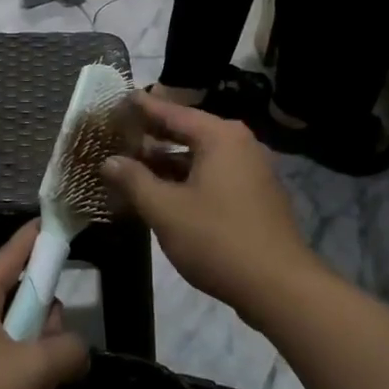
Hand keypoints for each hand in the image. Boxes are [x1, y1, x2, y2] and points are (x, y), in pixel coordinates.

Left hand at [0, 224, 89, 388]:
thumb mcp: (34, 369)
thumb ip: (68, 348)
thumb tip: (77, 351)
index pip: (12, 254)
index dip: (38, 237)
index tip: (59, 219)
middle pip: (23, 304)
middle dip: (46, 327)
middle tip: (61, 347)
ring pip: (24, 348)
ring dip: (39, 373)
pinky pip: (14, 384)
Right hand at [100, 95, 320, 320]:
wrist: (279, 288)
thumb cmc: (217, 239)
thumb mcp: (166, 209)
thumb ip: (134, 180)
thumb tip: (109, 161)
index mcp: (220, 137)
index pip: (172, 112)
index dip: (142, 107)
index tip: (118, 100)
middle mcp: (240, 144)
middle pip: (188, 131)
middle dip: (153, 135)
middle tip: (119, 133)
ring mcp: (252, 170)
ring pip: (201, 156)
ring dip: (168, 161)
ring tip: (133, 164)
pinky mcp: (256, 196)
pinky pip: (214, 174)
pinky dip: (188, 177)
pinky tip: (164, 191)